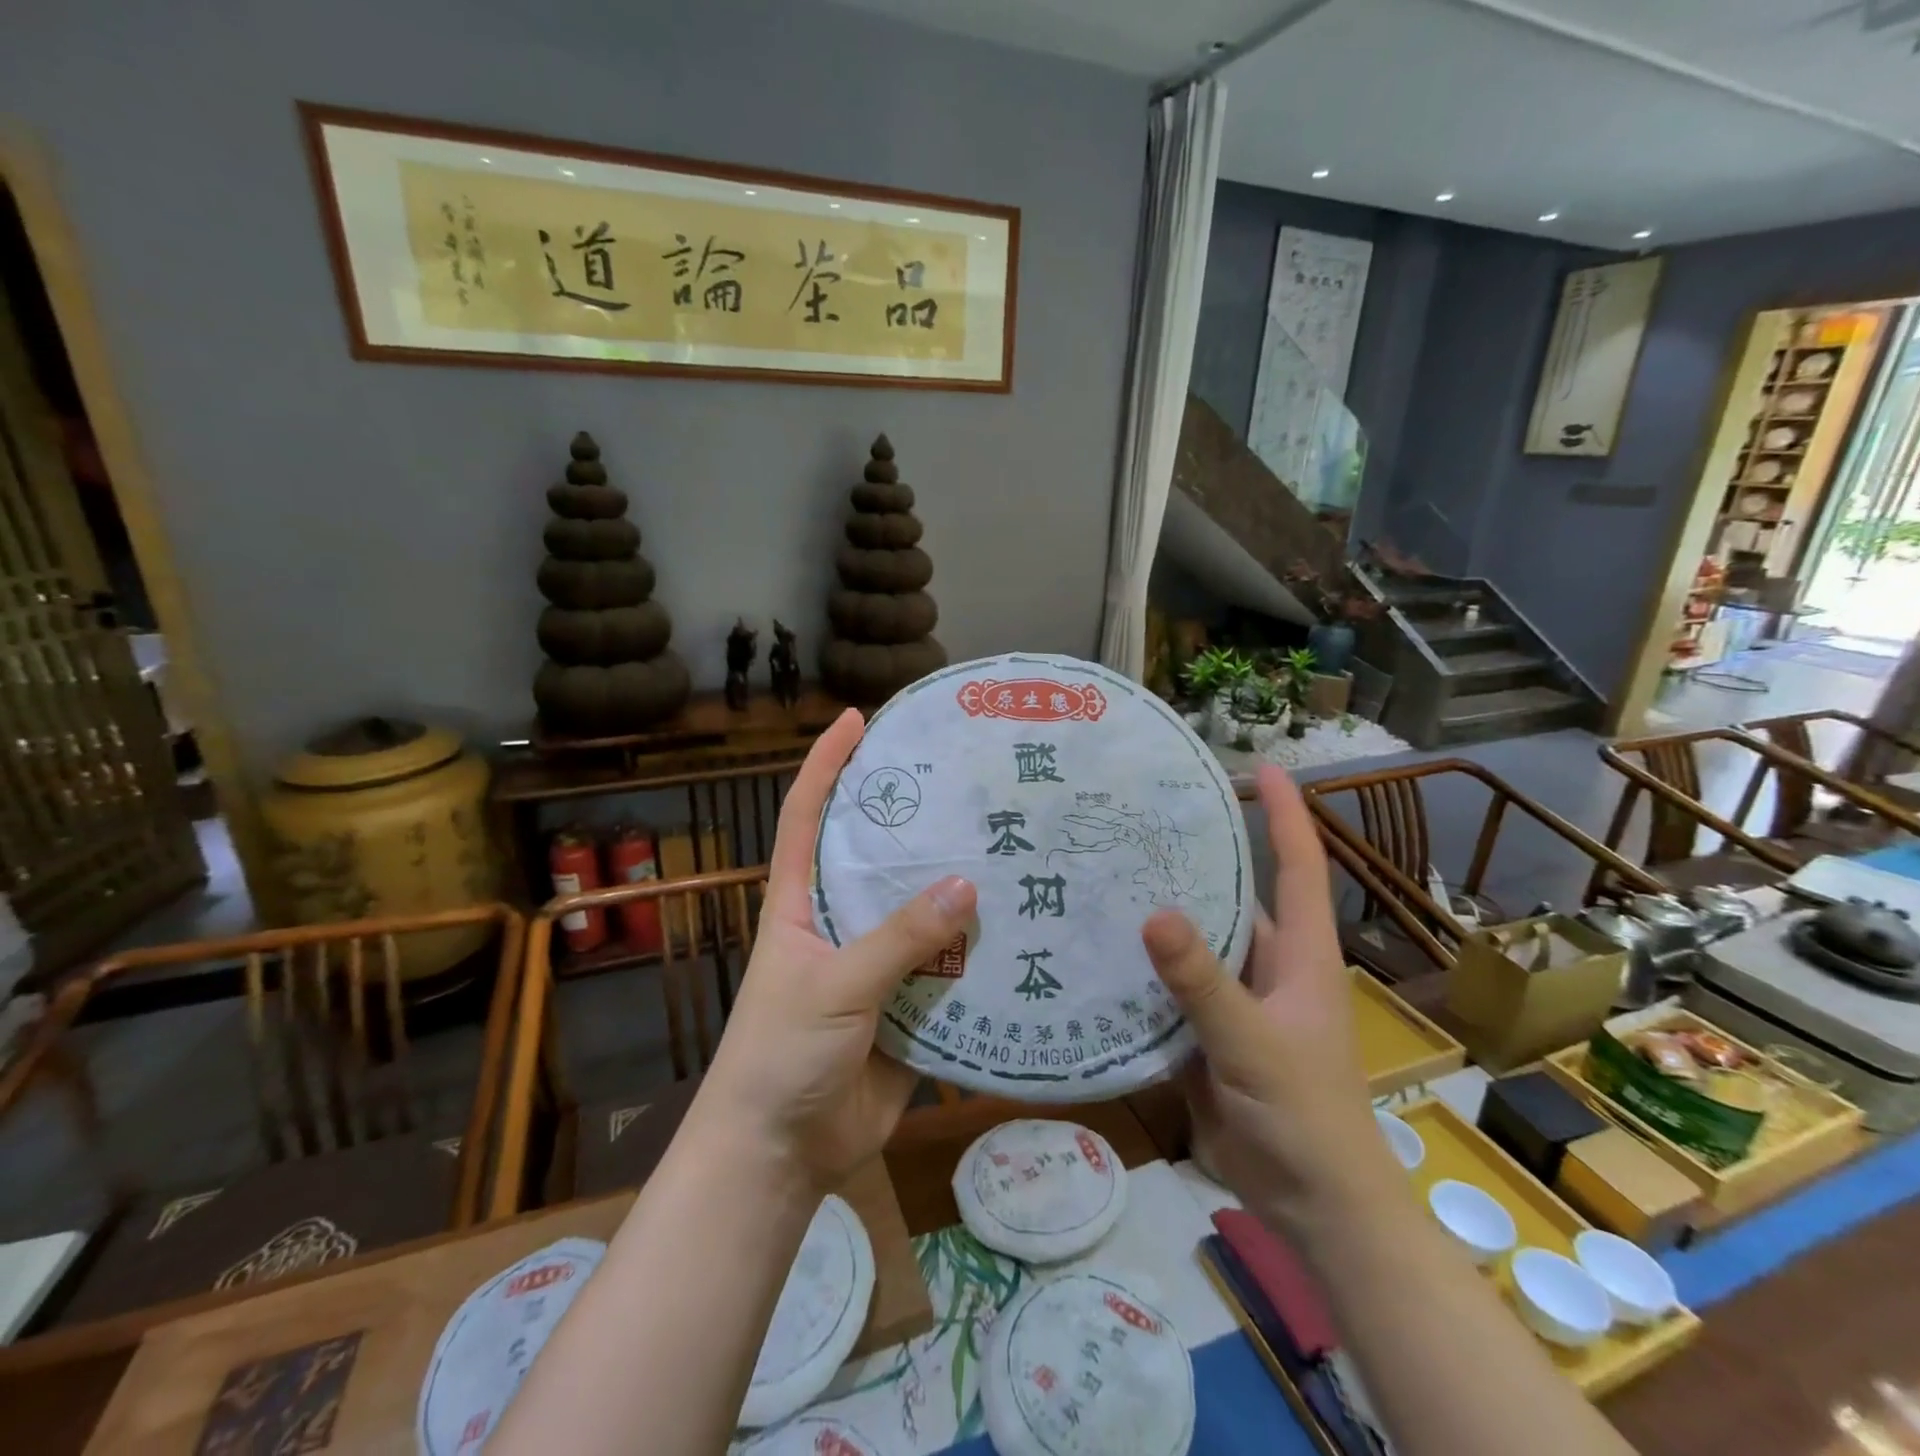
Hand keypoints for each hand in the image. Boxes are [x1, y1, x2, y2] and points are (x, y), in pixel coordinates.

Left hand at [695, 708, 975, 1191]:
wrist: (782, 1154)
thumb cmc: (780, 1054)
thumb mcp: (833, 985)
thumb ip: (897, 939)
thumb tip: (967, 885)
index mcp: (800, 902)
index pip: (807, 816)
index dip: (826, 764)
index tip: (856, 719)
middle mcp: (841, 921)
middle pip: (879, 857)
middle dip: (917, 821)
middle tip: (967, 784)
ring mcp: (877, 963)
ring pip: (923, 914)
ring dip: (959, 891)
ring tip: (1012, 848)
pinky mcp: (909, 1005)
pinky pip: (949, 970)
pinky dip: (980, 954)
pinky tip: (1023, 928)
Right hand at [1141, 764, 1395, 1237]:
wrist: (1311, 1206)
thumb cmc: (1304, 1116)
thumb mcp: (1252, 1043)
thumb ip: (1203, 983)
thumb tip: (1152, 912)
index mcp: (1298, 954)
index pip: (1297, 866)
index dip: (1287, 813)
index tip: (1262, 768)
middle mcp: (1266, 964)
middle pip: (1232, 895)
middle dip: (1193, 856)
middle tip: (1137, 817)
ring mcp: (1234, 999)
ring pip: (1193, 942)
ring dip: (1157, 912)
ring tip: (1101, 872)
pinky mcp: (1205, 1032)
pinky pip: (1168, 987)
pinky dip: (1139, 969)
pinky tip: (1095, 947)